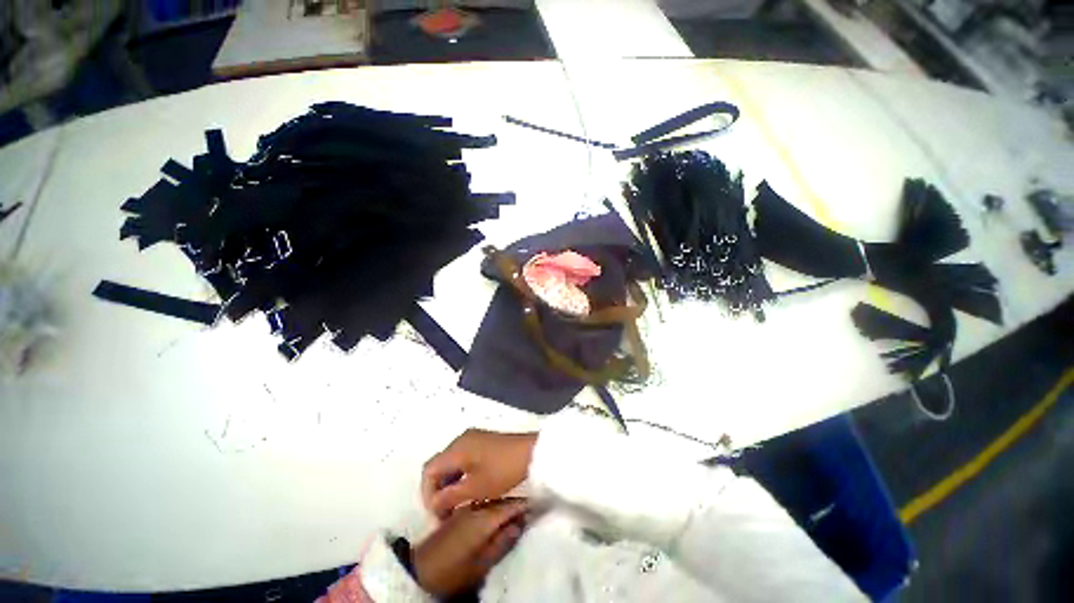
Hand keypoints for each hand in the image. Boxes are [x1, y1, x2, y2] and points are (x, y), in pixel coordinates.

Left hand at [413, 498, 528, 597]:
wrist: (419, 570)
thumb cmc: (453, 571)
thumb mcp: (480, 563)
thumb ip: (502, 542)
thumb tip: (520, 525)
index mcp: (483, 518)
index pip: (510, 505)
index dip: (526, 505)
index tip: (540, 504)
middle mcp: (476, 507)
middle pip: (502, 501)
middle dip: (517, 503)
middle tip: (533, 506)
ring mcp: (466, 509)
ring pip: (492, 501)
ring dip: (506, 504)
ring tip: (519, 511)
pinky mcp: (460, 515)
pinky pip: (483, 505)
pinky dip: (494, 508)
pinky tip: (498, 515)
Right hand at [422, 429, 537, 517]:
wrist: (531, 452)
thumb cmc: (502, 470)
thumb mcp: (475, 488)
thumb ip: (450, 497)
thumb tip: (434, 504)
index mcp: (456, 448)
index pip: (429, 470)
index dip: (427, 494)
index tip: (437, 513)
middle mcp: (461, 440)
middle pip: (439, 465)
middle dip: (438, 490)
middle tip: (445, 513)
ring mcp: (473, 439)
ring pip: (451, 463)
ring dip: (449, 484)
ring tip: (456, 505)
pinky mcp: (483, 442)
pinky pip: (463, 459)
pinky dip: (460, 475)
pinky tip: (469, 490)